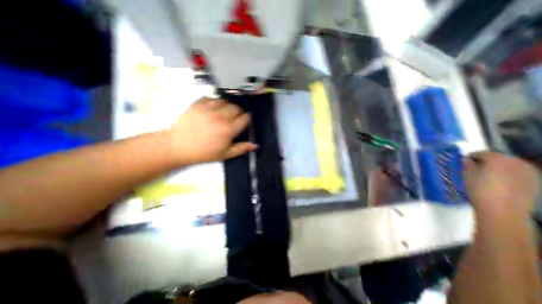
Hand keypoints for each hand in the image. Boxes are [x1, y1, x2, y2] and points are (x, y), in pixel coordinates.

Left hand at [165, 96, 255, 162]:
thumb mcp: (225, 154)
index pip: (245, 118)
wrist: (178, 146)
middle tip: (233, 119)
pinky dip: (214, 102)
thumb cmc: (204, 152)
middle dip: (238, 112)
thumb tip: (255, 145)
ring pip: (225, 101)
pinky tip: (212, 109)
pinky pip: (211, 97)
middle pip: (237, 107)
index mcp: (229, 130)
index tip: (243, 123)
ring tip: (223, 113)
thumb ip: (241, 148)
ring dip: (227, 106)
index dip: (246, 119)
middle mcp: (221, 116)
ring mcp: (209, 108)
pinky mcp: (197, 104)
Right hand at [461, 151, 536, 213]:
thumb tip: (466, 160)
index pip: (482, 153)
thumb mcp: (466, 176)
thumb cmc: (480, 190)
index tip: (465, 162)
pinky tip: (501, 183)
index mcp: (497, 159)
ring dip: (499, 168)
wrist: (503, 210)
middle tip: (476, 169)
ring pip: (510, 165)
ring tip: (489, 176)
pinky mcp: (534, 182)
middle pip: (499, 158)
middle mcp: (515, 162)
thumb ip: (466, 165)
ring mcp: (528, 172)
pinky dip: (509, 175)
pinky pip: (518, 173)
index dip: (472, 156)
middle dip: (487, 161)